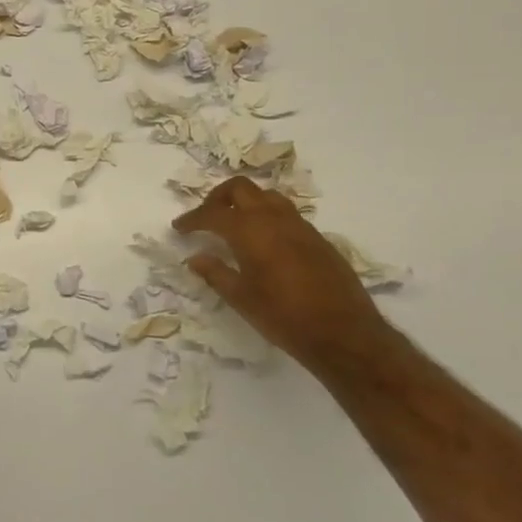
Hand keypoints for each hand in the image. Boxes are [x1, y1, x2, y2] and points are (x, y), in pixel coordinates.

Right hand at [174, 177, 390, 367]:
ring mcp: (300, 225)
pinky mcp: (317, 238)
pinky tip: (265, 242)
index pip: (212, 213)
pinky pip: (286, 213)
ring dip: (246, 202)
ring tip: (235, 224)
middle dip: (218, 197)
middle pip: (240, 188)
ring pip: (267, 196)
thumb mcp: (241, 298)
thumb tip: (195, 258)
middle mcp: (274, 218)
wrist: (343, 333)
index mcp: (250, 230)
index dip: (192, 218)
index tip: (179, 227)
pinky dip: (267, 216)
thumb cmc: (283, 316)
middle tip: (207, 217)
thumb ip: (215, 273)